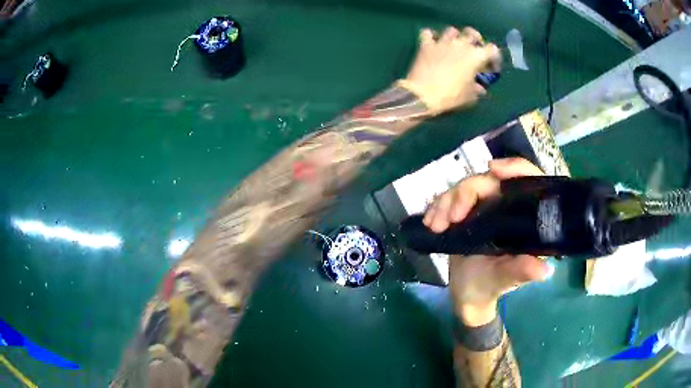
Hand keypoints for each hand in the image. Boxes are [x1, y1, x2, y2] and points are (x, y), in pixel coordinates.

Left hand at [401, 26, 500, 114]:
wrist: (422, 95)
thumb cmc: (451, 96)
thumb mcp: (469, 97)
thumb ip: (477, 89)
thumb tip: (480, 88)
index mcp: (475, 56)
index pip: (493, 50)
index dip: (495, 58)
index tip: (491, 68)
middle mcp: (460, 44)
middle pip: (472, 33)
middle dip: (476, 40)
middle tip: (475, 49)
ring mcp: (442, 42)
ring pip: (451, 30)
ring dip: (455, 36)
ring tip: (454, 45)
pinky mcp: (426, 45)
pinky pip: (428, 33)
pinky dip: (431, 36)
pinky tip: (433, 42)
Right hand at [422, 158, 551, 325]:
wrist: (466, 294)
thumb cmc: (490, 287)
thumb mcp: (504, 280)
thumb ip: (520, 272)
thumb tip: (544, 270)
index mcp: (524, 218)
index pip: (527, 181)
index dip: (514, 168)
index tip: (493, 170)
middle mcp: (506, 206)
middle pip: (488, 181)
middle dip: (465, 193)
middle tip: (450, 218)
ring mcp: (485, 207)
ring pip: (466, 187)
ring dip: (446, 202)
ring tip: (435, 226)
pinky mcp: (466, 211)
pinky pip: (450, 198)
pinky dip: (438, 207)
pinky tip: (429, 222)